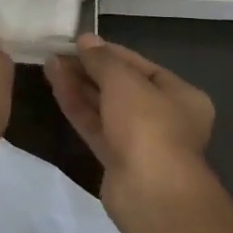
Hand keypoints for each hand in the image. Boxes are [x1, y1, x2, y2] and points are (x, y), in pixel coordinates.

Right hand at [45, 34, 214, 198]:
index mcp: (182, 96)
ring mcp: (140, 142)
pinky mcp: (116, 160)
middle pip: (122, 87)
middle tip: (60, 53)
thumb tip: (85, 40)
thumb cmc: (148, 125)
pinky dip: (77, 107)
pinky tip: (55, 85)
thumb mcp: (124, 81)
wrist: (150, 193)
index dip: (111, 53)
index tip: (80, 42)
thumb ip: (102, 60)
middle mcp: (165, 118)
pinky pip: (96, 127)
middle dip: (91, 70)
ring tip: (50, 64)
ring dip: (79, 86)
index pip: (142, 67)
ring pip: (106, 108)